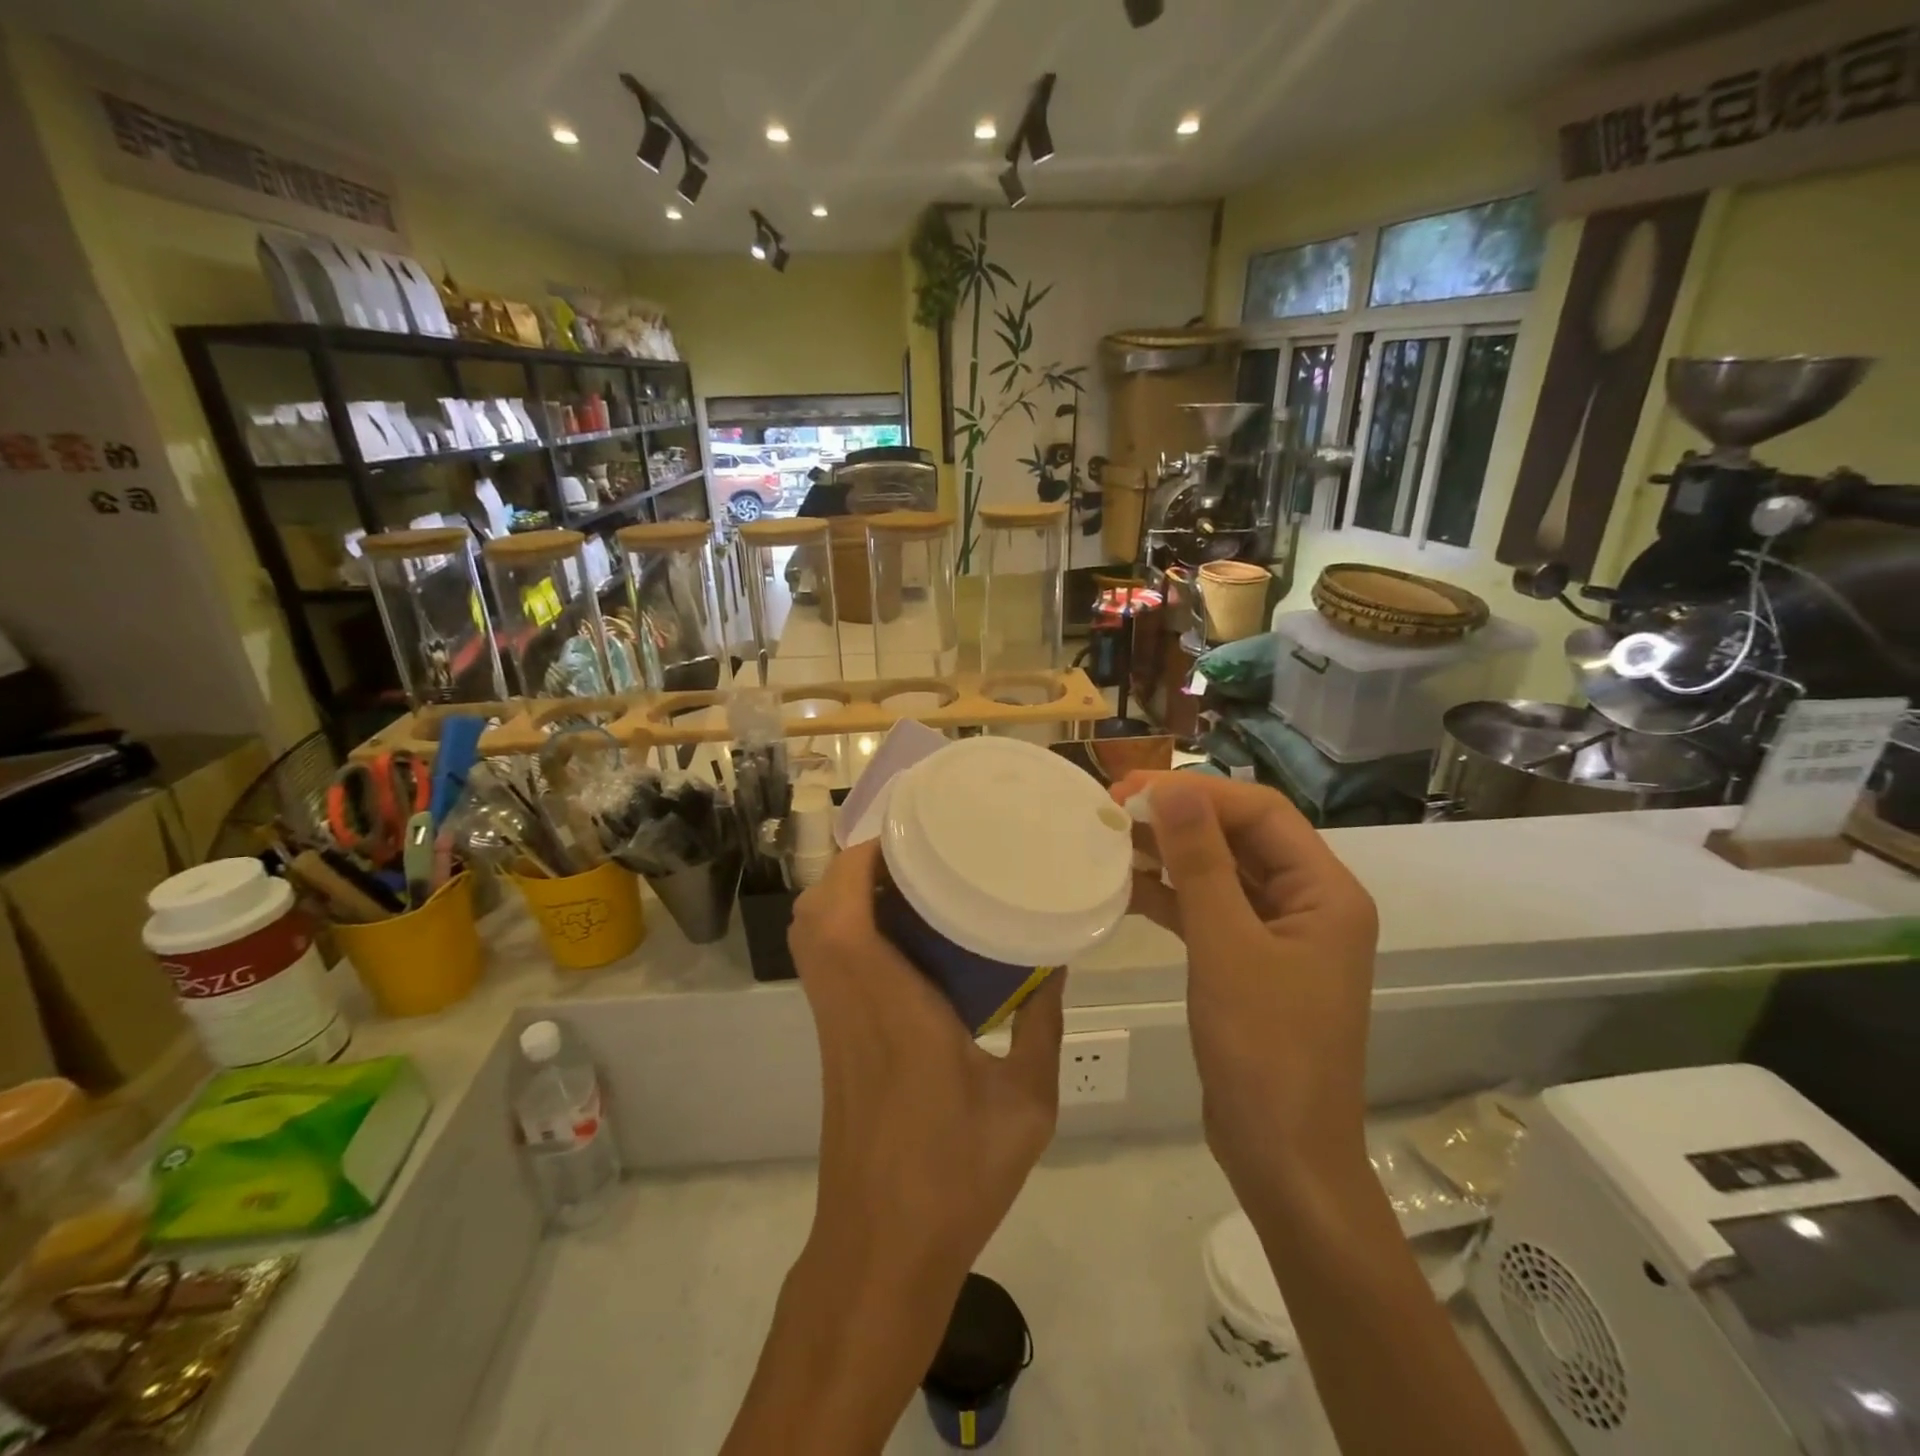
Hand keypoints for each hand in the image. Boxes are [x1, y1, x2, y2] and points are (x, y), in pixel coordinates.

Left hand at [788, 838, 1065, 1289]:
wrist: (881, 1251)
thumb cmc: (955, 1176)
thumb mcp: (1026, 1103)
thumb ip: (1042, 1027)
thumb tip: (1057, 964)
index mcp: (892, 1006)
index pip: (847, 913)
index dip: (864, 859)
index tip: (910, 829)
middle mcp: (849, 1001)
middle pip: (817, 910)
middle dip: (856, 865)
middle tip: (917, 849)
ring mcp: (831, 1021)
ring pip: (812, 933)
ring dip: (846, 892)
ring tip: (910, 879)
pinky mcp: (830, 1038)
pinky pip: (824, 959)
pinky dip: (846, 926)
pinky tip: (902, 935)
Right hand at [1112, 772, 1377, 1204]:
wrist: (1282, 1157)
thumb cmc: (1264, 1051)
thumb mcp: (1226, 948)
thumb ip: (1200, 863)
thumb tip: (1173, 788)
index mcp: (1325, 892)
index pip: (1260, 812)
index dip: (1196, 792)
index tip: (1131, 787)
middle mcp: (1309, 902)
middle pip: (1241, 836)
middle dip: (1179, 817)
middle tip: (1113, 806)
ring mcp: (1279, 933)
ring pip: (1221, 871)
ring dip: (1170, 853)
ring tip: (1111, 837)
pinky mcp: (1250, 960)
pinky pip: (1209, 909)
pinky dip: (1170, 894)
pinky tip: (1125, 886)